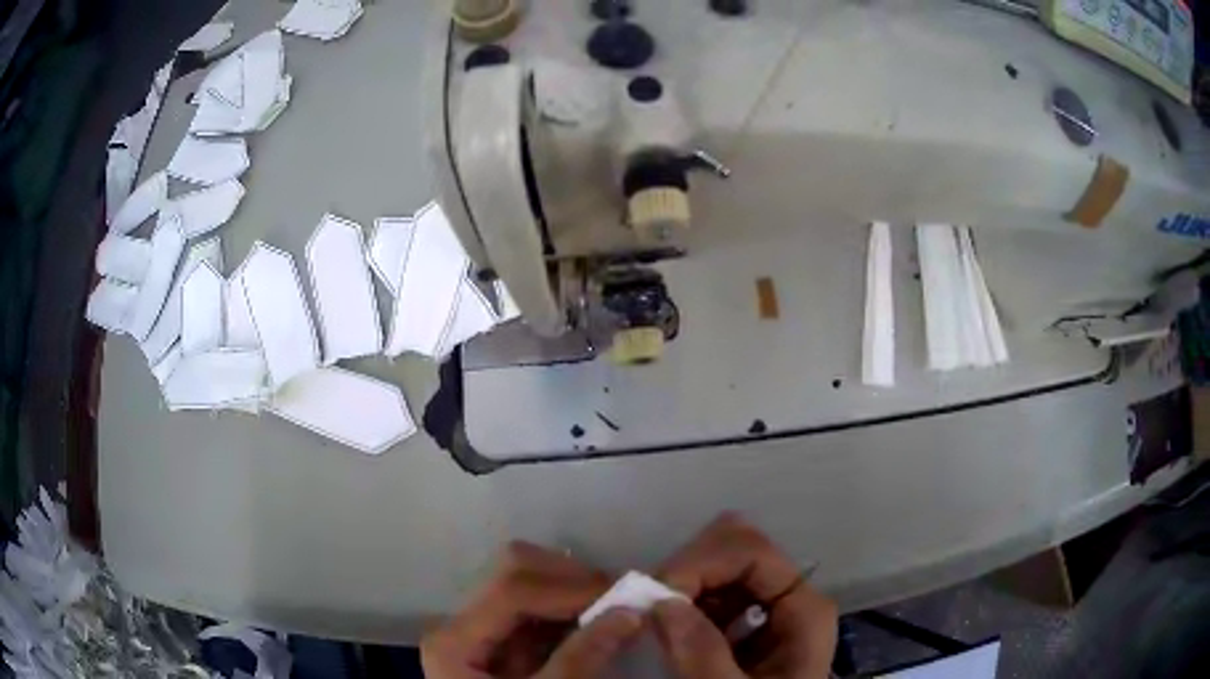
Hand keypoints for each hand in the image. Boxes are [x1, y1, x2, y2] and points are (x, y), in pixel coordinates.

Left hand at [421, 542, 643, 678]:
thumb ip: (584, 656)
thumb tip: (631, 610)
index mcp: (454, 641)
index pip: (511, 590)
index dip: (568, 587)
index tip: (623, 596)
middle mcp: (458, 624)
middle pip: (511, 572)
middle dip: (569, 579)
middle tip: (617, 599)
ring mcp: (478, 630)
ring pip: (524, 582)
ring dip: (572, 591)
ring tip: (612, 609)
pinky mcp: (498, 641)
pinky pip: (535, 609)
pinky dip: (567, 610)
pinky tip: (594, 623)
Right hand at [652, 513, 837, 678]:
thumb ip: (703, 654)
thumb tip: (663, 601)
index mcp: (803, 608)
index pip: (750, 551)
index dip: (701, 564)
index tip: (657, 597)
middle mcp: (789, 597)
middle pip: (734, 549)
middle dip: (687, 571)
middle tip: (650, 608)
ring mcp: (768, 609)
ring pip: (719, 567)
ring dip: (680, 586)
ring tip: (653, 619)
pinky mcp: (746, 625)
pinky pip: (711, 594)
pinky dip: (683, 602)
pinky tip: (667, 628)